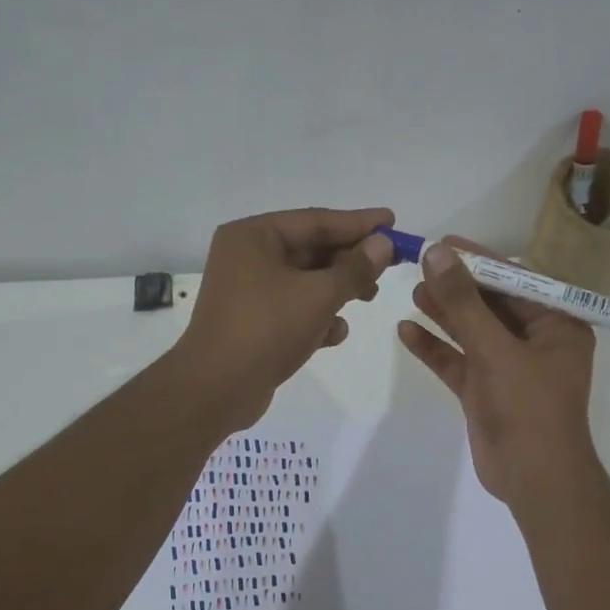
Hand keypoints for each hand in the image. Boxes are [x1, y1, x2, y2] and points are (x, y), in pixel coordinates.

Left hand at [172, 207, 396, 429]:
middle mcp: (247, 258)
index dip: (358, 222)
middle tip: (389, 266)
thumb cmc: (266, 329)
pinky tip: (336, 334)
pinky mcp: (253, 324)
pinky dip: (317, 318)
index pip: (315, 220)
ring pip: (305, 282)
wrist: (217, 389)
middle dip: (349, 260)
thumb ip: (355, 268)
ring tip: (369, 298)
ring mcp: (248, 293)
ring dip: (338, 290)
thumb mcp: (318, 295)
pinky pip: (294, 310)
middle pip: (310, 250)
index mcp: (253, 237)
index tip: (392, 222)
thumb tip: (383, 243)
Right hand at [397, 240, 599, 505]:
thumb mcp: (496, 349)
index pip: (515, 281)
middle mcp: (534, 342)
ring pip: (471, 333)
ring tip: (411, 291)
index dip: (479, 260)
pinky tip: (406, 331)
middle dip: (456, 287)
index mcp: (555, 325)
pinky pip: (458, 362)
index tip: (443, 243)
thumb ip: (464, 302)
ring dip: (443, 314)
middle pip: (490, 304)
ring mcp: (507, 368)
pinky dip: (435, 349)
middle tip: (419, 265)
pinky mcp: (485, 392)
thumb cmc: (528, 407)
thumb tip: (437, 253)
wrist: (533, 478)